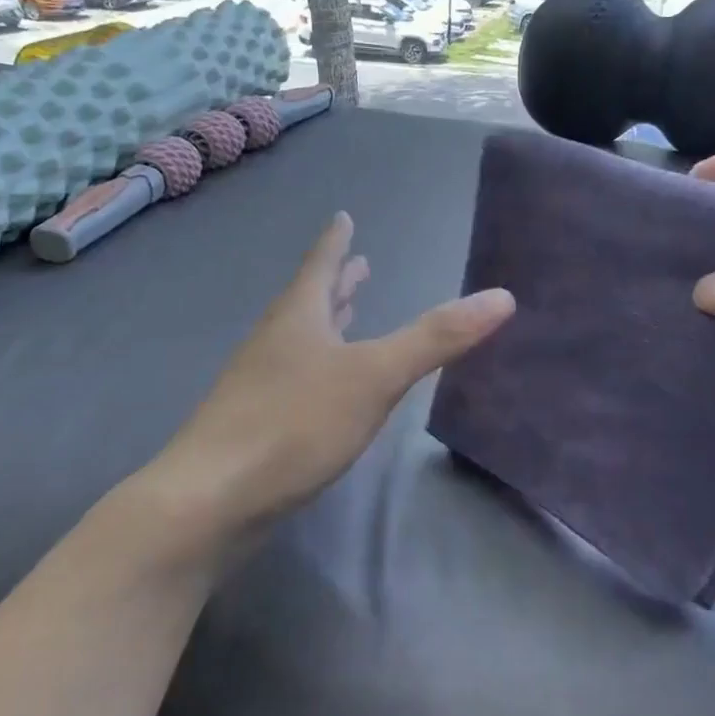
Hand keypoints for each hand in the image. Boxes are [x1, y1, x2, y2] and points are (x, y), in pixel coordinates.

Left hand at [135, 211, 512, 536]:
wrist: (212, 498)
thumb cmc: (295, 423)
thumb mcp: (374, 376)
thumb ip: (436, 339)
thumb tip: (502, 296)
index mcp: (299, 317)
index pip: (321, 265)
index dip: (336, 241)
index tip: (343, 217)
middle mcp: (275, 342)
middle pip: (309, 300)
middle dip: (337, 282)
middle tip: (357, 263)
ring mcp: (260, 384)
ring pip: (301, 339)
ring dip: (327, 322)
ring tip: (346, 312)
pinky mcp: (256, 424)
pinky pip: (296, 378)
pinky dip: (318, 366)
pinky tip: (326, 387)